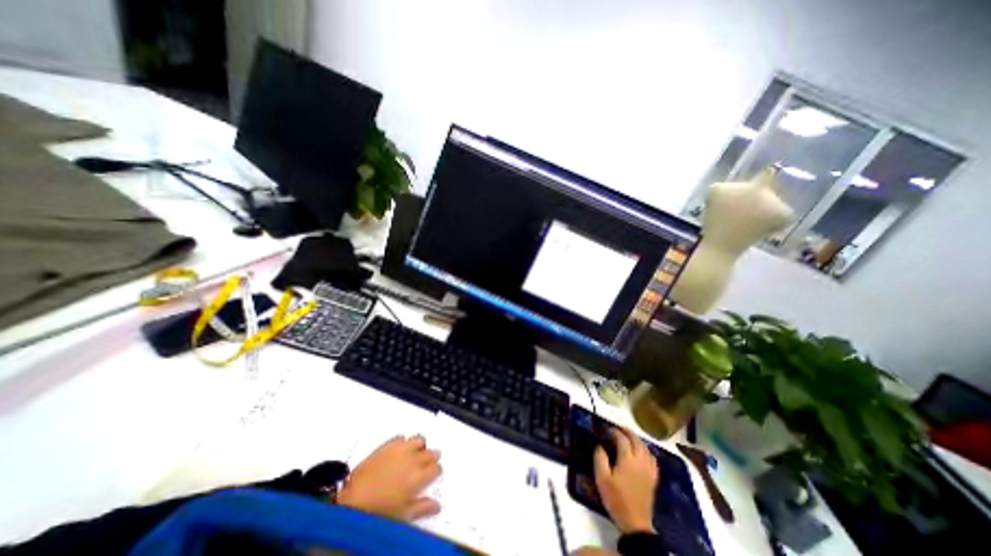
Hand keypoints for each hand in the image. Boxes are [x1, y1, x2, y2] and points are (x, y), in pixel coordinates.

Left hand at [337, 434, 439, 521]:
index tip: (433, 475)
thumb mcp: (403, 516)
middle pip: (431, 452)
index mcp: (419, 476)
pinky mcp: (388, 444)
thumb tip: (437, 505)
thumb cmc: (378, 511)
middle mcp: (413, 459)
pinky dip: (404, 442)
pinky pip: (402, 437)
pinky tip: (400, 450)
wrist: (352, 500)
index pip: (436, 468)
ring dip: (420, 446)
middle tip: (426, 464)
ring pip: (419, 440)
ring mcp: (401, 449)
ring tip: (416, 454)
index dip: (436, 471)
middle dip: (431, 457)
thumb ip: (422, 508)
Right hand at [594, 427, 656, 533]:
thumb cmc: (616, 499)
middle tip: (619, 428)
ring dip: (637, 440)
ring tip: (629, 437)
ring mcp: (648, 470)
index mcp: (627, 460)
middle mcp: (640, 461)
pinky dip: (647, 451)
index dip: (614, 432)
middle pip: (636, 441)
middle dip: (627, 432)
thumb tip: (599, 446)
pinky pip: (652, 459)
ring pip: (645, 448)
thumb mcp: (602, 479)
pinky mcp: (653, 478)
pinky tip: (643, 453)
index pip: (622, 439)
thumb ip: (600, 459)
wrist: (635, 523)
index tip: (606, 429)